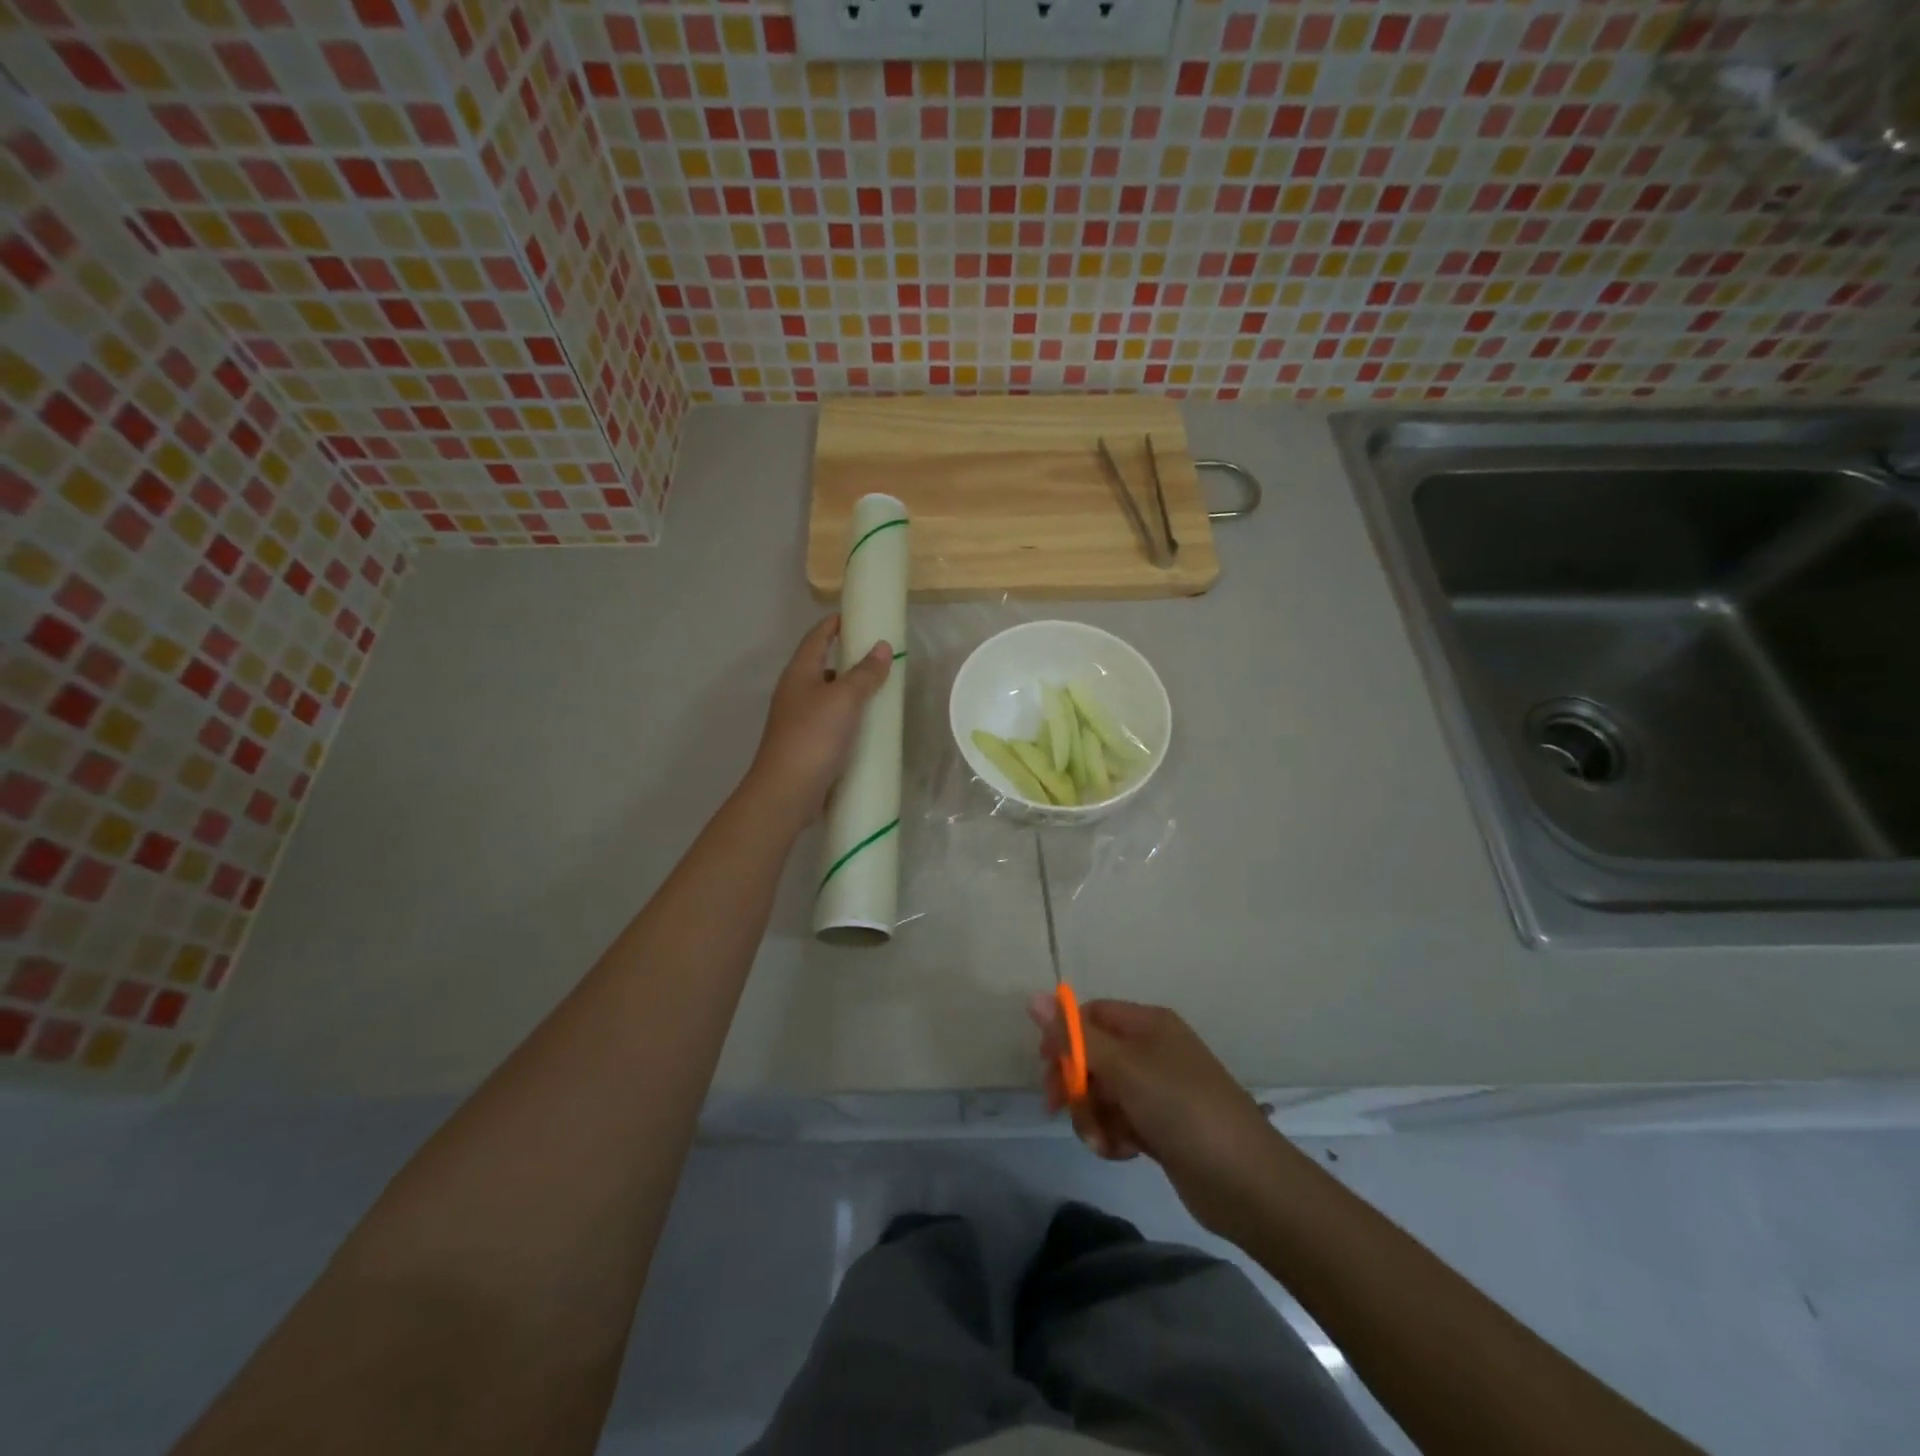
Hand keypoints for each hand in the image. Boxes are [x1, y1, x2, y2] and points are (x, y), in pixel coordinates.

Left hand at [747, 615, 891, 826]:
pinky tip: (867, 727)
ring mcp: (798, 720)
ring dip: (850, 690)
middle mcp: (794, 692)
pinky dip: (848, 717)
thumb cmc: (813, 737)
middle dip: (847, 658)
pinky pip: (830, 722)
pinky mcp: (806, 745)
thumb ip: (864, 673)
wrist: (786, 792)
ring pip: (827, 696)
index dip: (834, 624)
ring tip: (879, 690)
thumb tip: (882, 646)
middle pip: (821, 665)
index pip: (816, 638)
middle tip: (879, 656)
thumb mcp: (844, 699)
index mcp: (799, 674)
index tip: (858, 616)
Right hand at [1030, 995, 1280, 1237]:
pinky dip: (1112, 1136)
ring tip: (1105, 1142)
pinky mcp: (1159, 1128)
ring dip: (1092, 1117)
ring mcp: (1156, 1091)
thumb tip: (1033, 997)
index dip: (1065, 1036)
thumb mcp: (1125, 1069)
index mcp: (1148, 1025)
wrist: (1247, 1183)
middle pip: (1092, 1056)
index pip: (1091, 1016)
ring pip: (1101, 1093)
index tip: (1046, 1066)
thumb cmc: (1183, 1110)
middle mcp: (1151, 1051)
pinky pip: (1118, 1121)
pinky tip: (1123, 1153)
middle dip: (1075, 1083)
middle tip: (1060, 1107)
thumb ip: (1077, 1037)